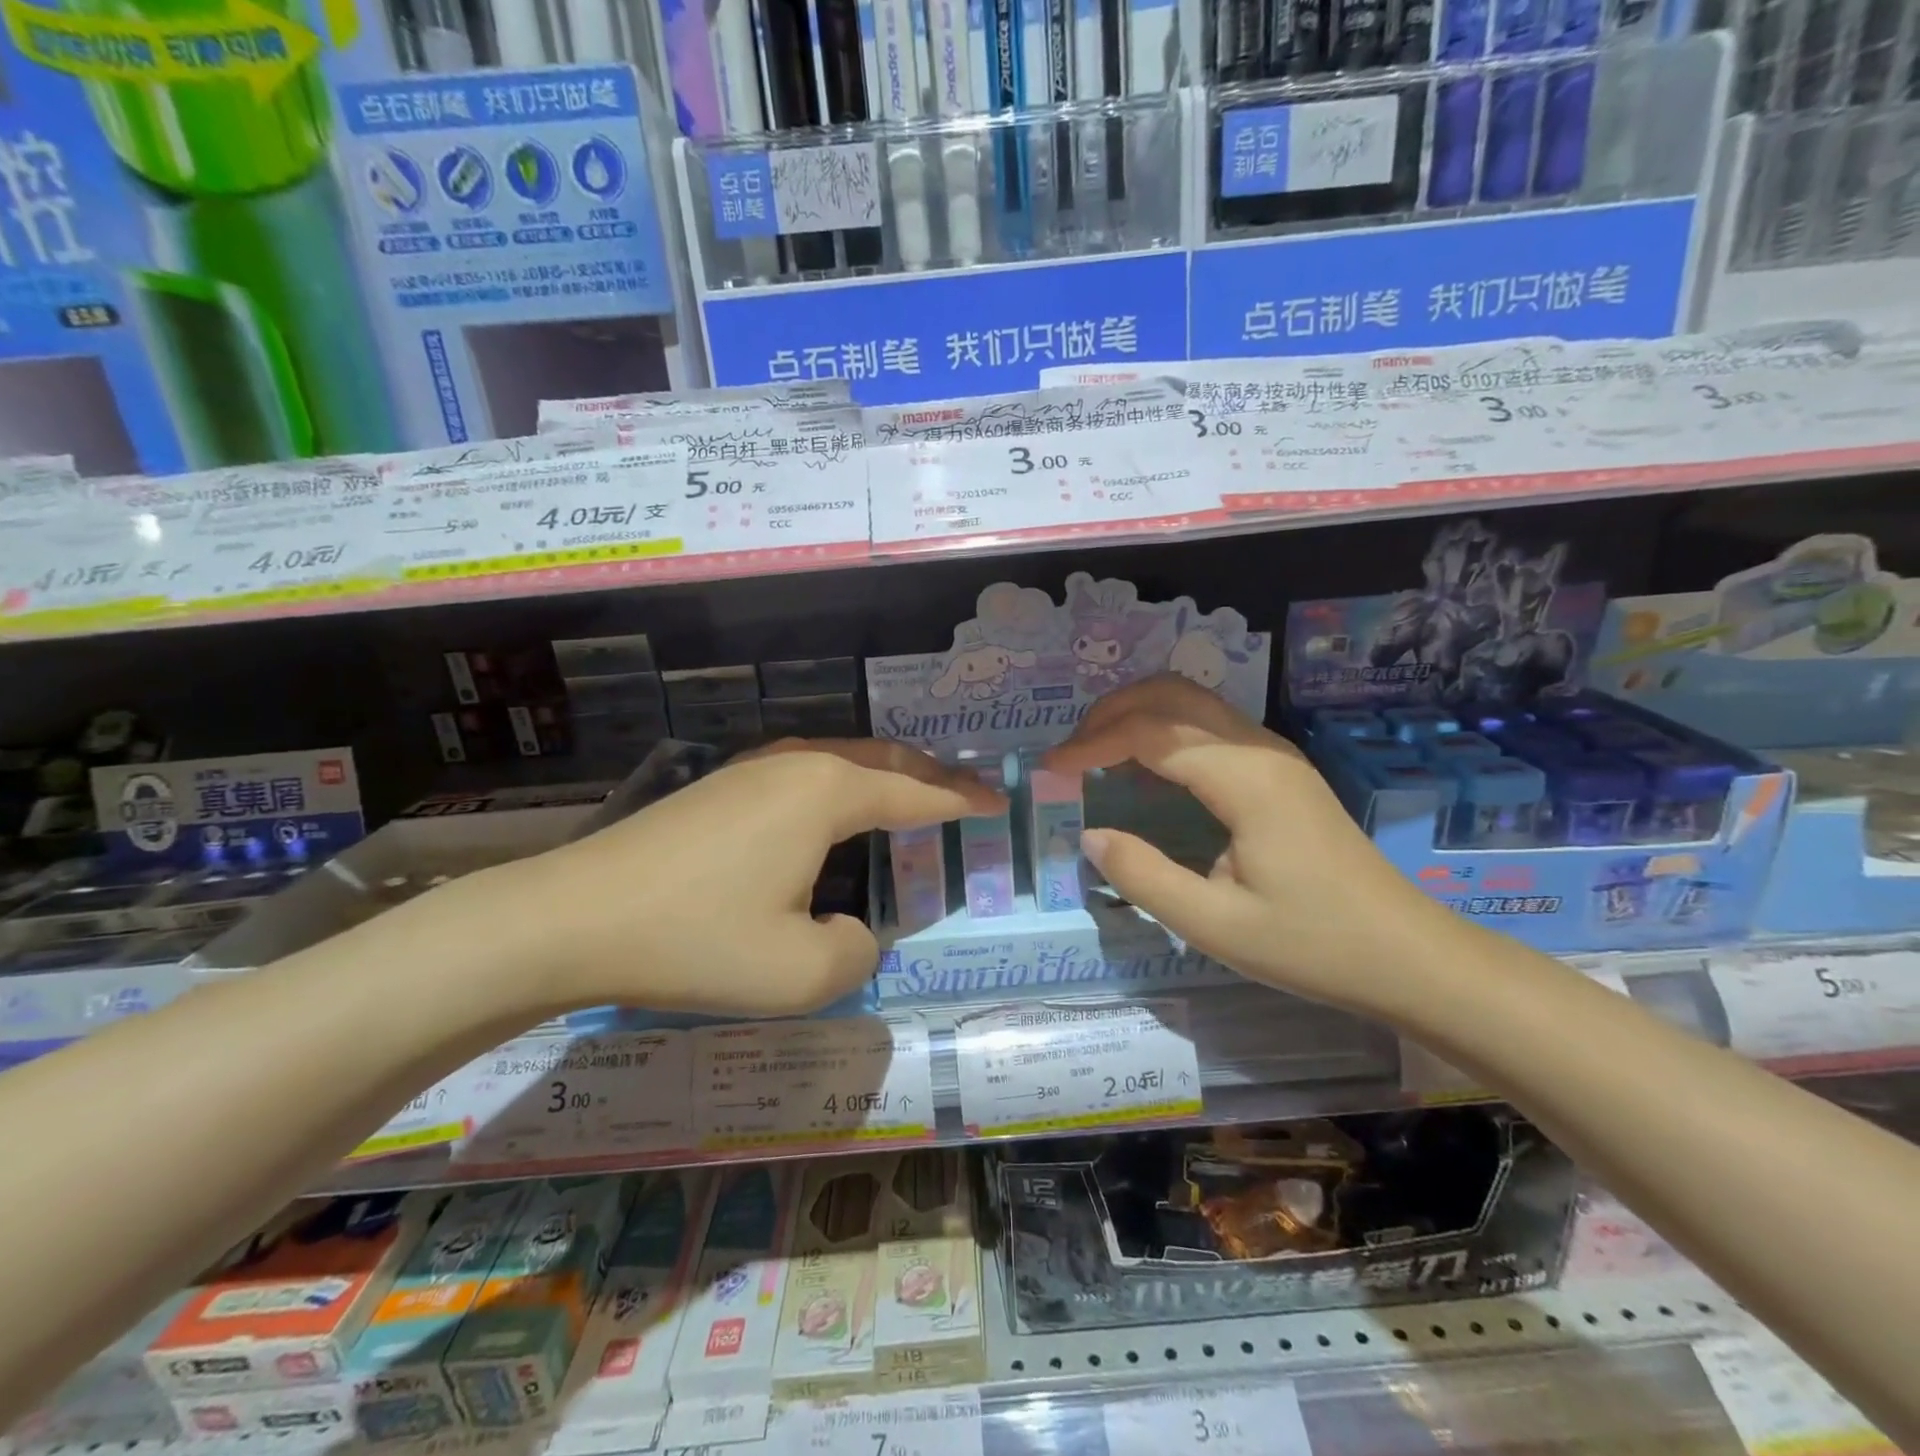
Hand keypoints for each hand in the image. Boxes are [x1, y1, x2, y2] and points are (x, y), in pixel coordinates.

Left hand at [488, 741, 1001, 1018]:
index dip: (963, 800)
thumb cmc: (696, 939)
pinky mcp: (721, 785)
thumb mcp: (799, 971)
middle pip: (883, 759)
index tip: (1000, 802)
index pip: (915, 792)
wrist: (572, 918)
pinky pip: (805, 771)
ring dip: (885, 773)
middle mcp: (797, 763)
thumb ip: (857, 951)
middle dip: (931, 774)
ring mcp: (753, 768)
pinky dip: (843, 783)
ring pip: (841, 758)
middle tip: (967, 792)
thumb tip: (855, 928)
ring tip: (912, 794)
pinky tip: (834, 809)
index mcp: (827, 792)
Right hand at [1044, 675, 1454, 1017]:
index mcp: (1245, 779)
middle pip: (1172, 694)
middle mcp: (1260, 749)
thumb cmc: (1313, 944)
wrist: (1408, 955)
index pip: (1150, 733)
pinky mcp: (1280, 770)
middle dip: (1111, 711)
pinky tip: (1145, 769)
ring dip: (1138, 714)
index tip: (1050, 769)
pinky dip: (1164, 730)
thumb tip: (1091, 835)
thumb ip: (1143, 877)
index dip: (1092, 743)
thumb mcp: (1215, 926)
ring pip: (1193, 702)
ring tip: (1096, 755)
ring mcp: (1275, 755)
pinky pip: (1210, 726)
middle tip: (1070, 752)